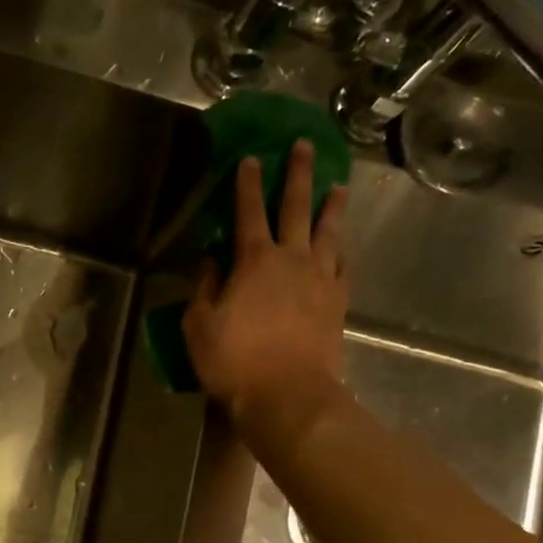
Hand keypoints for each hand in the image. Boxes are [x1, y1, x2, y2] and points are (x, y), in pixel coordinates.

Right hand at [182, 140, 348, 425]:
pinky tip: (342, 245)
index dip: (247, 183)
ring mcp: (320, 279)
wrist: (288, 395)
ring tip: (338, 186)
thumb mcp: (200, 326)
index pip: (248, 211)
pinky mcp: (338, 302)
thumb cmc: (234, 362)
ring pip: (329, 231)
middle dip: (298, 174)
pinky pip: (342, 266)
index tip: (250, 158)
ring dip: (332, 206)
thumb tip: (211, 261)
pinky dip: (342, 250)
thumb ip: (205, 289)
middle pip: (296, 207)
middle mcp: (292, 259)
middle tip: (305, 147)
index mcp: (254, 261)